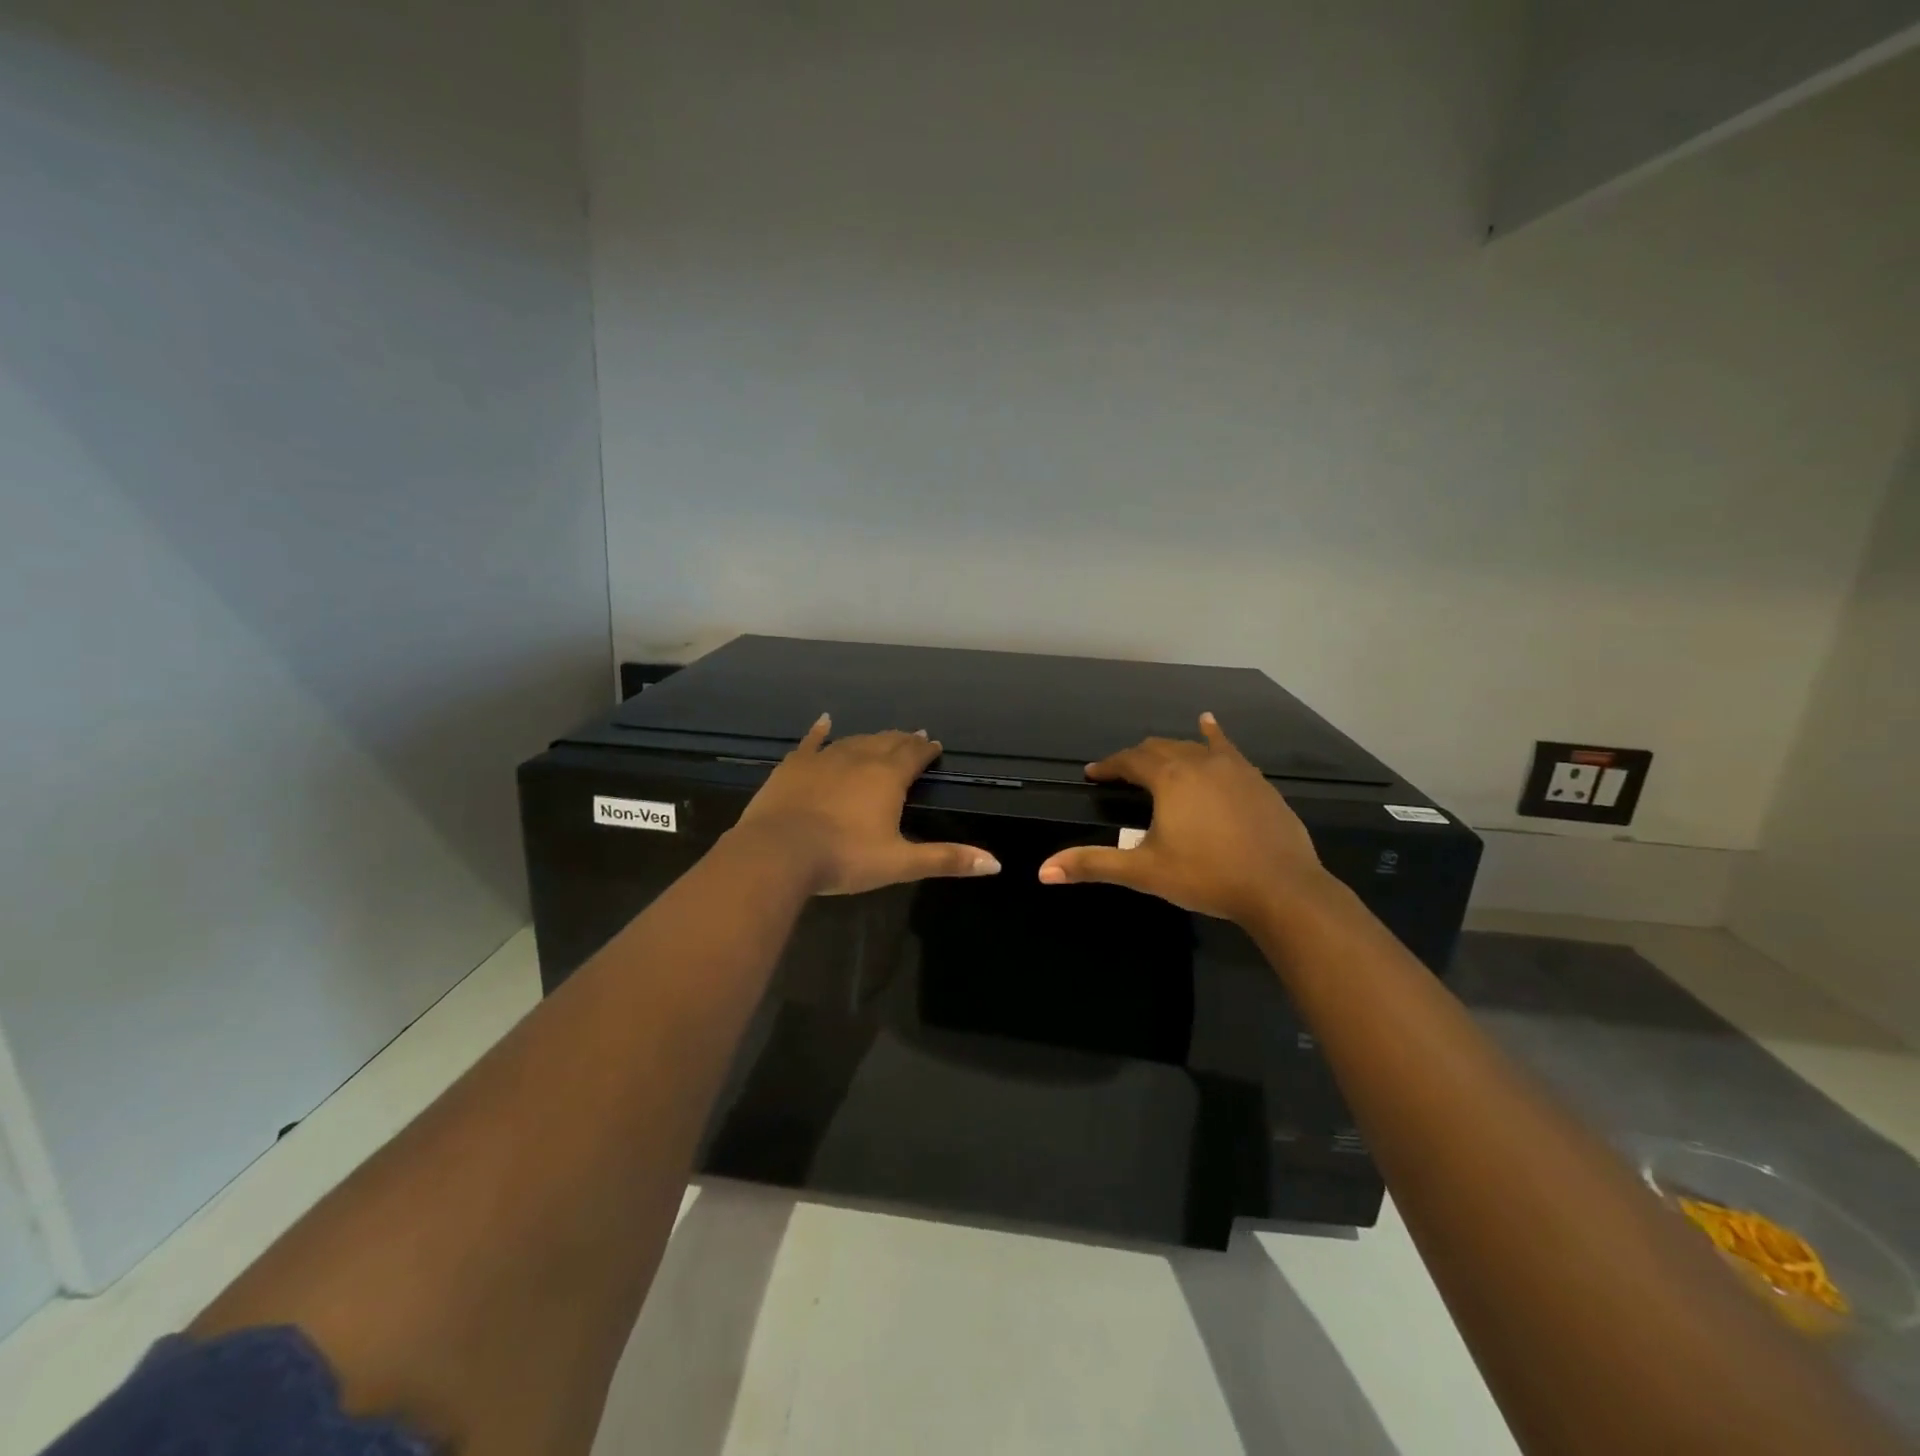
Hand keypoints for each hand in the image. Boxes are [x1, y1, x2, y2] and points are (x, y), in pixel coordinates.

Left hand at [733, 715, 1001, 895]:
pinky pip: (811, 742)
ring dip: (872, 738)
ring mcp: (824, 758)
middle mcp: (860, 758)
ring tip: (883, 737)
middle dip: (903, 741)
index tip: (935, 746)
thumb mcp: (900, 863)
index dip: (927, 750)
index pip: (915, 755)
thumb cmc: (845, 857)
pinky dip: (820, 731)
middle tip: (914, 738)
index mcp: (888, 777)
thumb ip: (946, 859)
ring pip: (855, 740)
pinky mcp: (794, 765)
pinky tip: (825, 721)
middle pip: (888, 742)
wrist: (778, 852)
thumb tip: (996, 863)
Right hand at [1036, 713, 1323, 924]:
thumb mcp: (1144, 872)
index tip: (1093, 775)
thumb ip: (1093, 865)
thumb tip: (1043, 871)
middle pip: (1159, 749)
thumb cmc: (1206, 877)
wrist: (1281, 889)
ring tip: (1156, 758)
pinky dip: (1213, 736)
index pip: (1129, 761)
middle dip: (1136, 759)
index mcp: (1169, 778)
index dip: (1108, 766)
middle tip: (1122, 775)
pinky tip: (1209, 724)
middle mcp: (1200, 762)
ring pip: (1192, 747)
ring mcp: (1234, 768)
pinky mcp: (1258, 781)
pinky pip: (1228, 750)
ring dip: (1170, 751)